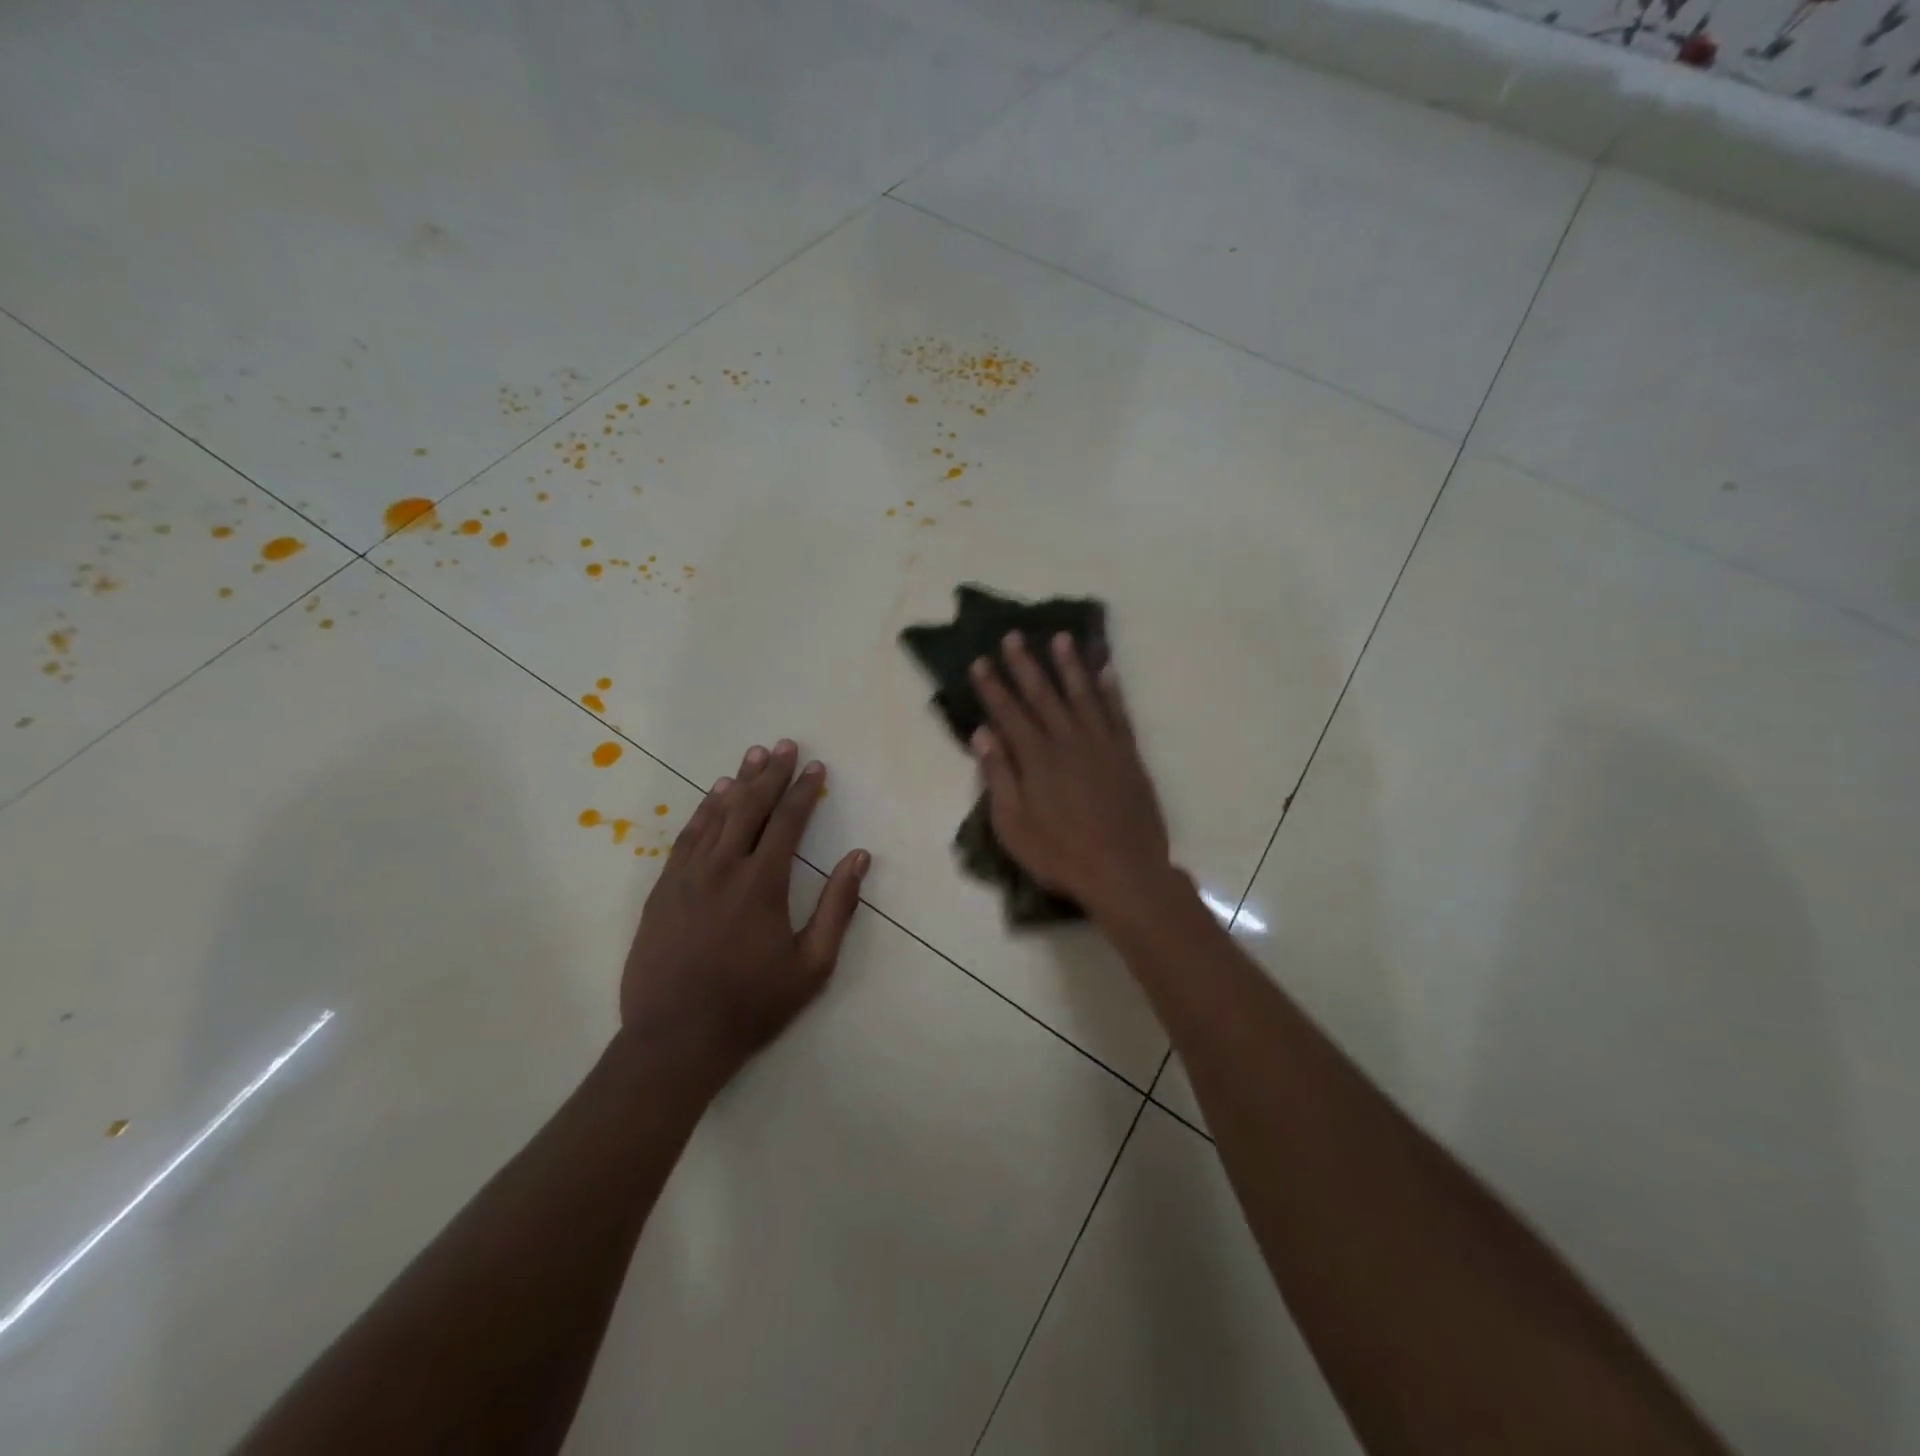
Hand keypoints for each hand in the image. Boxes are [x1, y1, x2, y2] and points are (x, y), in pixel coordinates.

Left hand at [620, 740, 868, 1080]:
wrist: (675, 1039)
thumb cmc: (753, 1004)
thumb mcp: (812, 965)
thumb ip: (837, 908)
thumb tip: (859, 858)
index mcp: (762, 884)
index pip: (787, 823)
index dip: (804, 792)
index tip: (816, 768)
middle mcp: (723, 868)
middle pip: (750, 808)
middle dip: (771, 774)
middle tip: (785, 745)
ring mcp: (687, 876)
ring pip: (716, 816)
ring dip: (738, 783)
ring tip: (753, 757)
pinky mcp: (662, 890)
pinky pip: (686, 838)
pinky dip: (703, 812)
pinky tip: (713, 797)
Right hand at [970, 632, 1181, 927]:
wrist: (1124, 870)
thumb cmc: (1060, 854)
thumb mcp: (1013, 825)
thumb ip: (998, 776)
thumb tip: (982, 733)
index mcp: (1036, 758)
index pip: (1009, 712)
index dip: (993, 686)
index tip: (980, 661)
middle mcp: (1068, 740)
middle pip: (1043, 694)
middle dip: (1025, 664)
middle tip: (1013, 636)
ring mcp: (1102, 744)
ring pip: (1082, 693)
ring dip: (1070, 664)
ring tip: (1060, 638)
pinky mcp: (1127, 753)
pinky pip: (1118, 711)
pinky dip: (1111, 688)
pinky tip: (1105, 670)